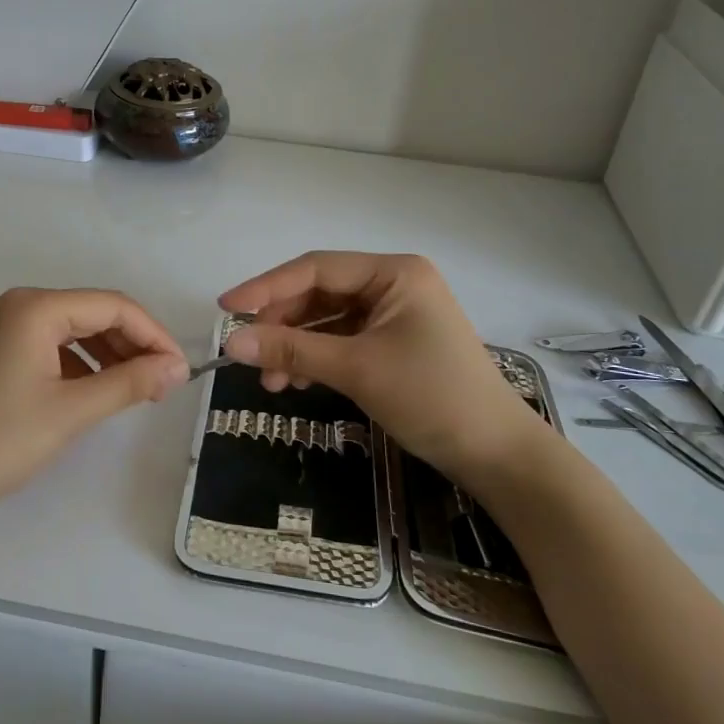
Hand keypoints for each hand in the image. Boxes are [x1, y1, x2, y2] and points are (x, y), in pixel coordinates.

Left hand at [0, 288, 188, 521]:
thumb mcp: (72, 411)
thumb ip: (130, 383)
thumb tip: (178, 368)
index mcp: (35, 307)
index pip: (113, 306)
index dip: (154, 335)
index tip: (180, 370)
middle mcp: (19, 304)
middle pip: (94, 313)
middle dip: (133, 344)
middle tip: (163, 384)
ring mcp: (3, 326)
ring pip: (74, 330)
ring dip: (110, 355)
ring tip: (138, 390)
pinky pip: (52, 345)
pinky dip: (81, 364)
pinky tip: (98, 391)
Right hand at [219, 252, 551, 482]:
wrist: (497, 455)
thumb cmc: (432, 397)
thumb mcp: (356, 369)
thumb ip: (292, 352)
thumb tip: (231, 344)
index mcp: (394, 272)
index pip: (316, 268)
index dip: (267, 287)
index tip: (226, 308)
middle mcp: (394, 284)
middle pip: (319, 293)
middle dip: (282, 326)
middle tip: (249, 356)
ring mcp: (395, 314)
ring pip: (327, 320)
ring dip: (296, 348)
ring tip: (271, 383)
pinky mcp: (393, 342)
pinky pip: (342, 340)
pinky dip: (316, 359)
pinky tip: (296, 383)